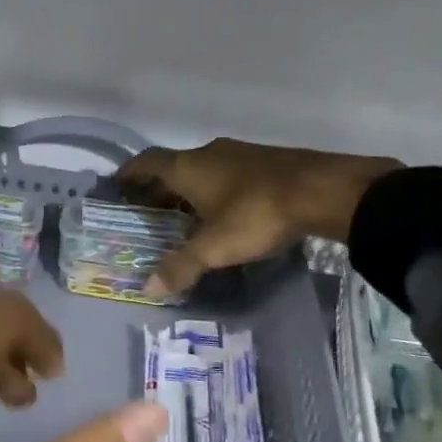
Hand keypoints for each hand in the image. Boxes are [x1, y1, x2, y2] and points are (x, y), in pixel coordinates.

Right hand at [117, 138, 400, 294]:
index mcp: (189, 166)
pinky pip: (229, 174)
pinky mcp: (267, 162)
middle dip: (158, 187)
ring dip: (189, 189)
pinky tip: (225, 213)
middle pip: (173, 166)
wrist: (325, 191)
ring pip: (203, 170)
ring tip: (184, 216)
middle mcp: (210, 153)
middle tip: (147, 211)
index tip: (116, 186)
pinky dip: (217, 190)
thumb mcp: (214, 247)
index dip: (129, 174)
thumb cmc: (257, 214)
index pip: (147, 163)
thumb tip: (148, 288)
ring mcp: (241, 154)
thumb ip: (181, 267)